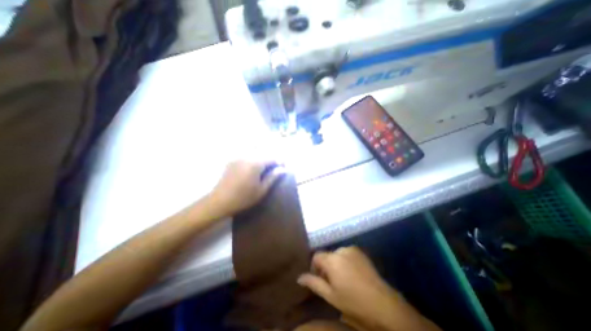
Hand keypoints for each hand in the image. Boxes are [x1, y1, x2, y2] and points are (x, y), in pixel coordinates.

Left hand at [206, 159, 283, 217]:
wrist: (219, 201)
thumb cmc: (243, 198)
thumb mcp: (261, 190)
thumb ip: (273, 177)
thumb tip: (283, 169)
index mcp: (255, 164)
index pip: (272, 158)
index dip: (280, 162)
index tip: (284, 167)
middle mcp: (247, 157)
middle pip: (263, 155)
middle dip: (271, 161)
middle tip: (275, 170)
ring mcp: (238, 159)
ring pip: (255, 156)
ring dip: (262, 161)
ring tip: (265, 171)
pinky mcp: (232, 162)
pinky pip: (246, 158)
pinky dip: (253, 162)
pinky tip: (253, 171)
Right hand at [300, 247, 437, 330]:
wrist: (383, 304)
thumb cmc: (353, 302)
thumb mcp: (330, 296)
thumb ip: (313, 283)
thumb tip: (299, 277)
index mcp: (332, 259)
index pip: (316, 256)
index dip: (315, 267)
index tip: (319, 280)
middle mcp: (341, 250)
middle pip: (327, 255)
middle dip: (326, 266)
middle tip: (332, 282)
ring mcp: (352, 249)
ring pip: (336, 254)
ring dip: (336, 263)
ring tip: (343, 279)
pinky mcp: (360, 251)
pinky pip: (347, 253)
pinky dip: (345, 261)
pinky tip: (352, 274)